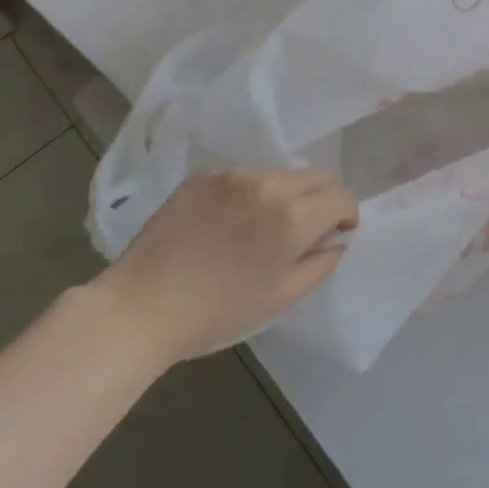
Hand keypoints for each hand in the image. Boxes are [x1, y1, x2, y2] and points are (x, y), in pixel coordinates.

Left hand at [92, 168, 357, 365]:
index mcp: (292, 217)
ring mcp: (233, 175)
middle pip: (314, 176)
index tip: (339, 231)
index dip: (347, 212)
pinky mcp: (203, 176)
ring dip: (285, 195)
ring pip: (278, 175)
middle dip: (322, 198)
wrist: (142, 307)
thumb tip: (337, 239)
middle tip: (308, 228)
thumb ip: (320, 263)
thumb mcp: (281, 298)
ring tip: (262, 228)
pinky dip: (250, 194)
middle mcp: (267, 185)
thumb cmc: (218, 313)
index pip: (339, 195)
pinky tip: (228, 223)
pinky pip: (243, 177)